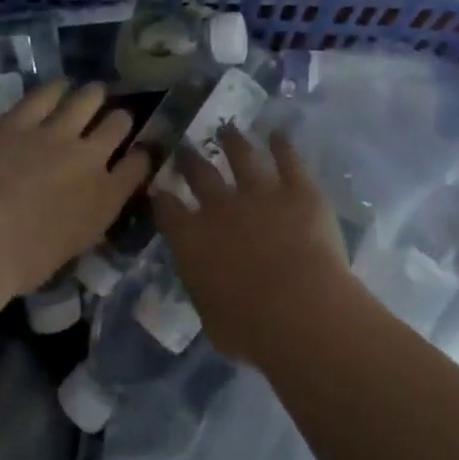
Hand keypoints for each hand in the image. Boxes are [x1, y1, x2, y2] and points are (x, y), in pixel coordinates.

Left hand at [0, 80, 150, 295]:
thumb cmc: (26, 262)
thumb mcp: (74, 247)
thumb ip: (90, 220)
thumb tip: (90, 208)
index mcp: (106, 197)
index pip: (140, 164)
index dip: (142, 154)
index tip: (138, 152)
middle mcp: (90, 157)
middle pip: (119, 123)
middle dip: (119, 120)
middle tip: (111, 121)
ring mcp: (57, 134)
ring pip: (89, 98)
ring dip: (94, 95)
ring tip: (93, 94)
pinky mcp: (22, 120)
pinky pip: (46, 94)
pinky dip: (56, 88)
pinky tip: (59, 87)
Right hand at [152, 127, 353, 364]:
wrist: (300, 308)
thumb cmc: (250, 329)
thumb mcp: (212, 317)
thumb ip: (206, 289)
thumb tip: (208, 280)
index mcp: (193, 240)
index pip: (168, 210)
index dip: (162, 197)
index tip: (159, 187)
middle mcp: (221, 207)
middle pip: (200, 174)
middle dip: (190, 158)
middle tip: (185, 146)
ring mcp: (260, 192)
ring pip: (242, 156)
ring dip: (234, 141)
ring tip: (229, 130)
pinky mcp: (298, 189)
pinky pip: (288, 159)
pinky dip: (283, 145)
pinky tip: (279, 135)